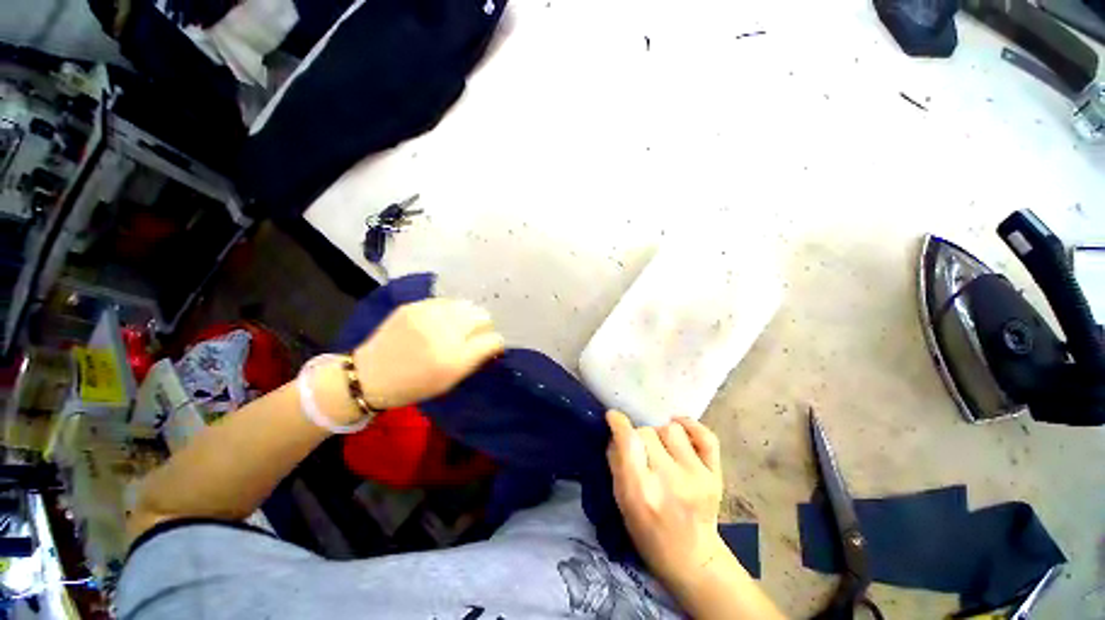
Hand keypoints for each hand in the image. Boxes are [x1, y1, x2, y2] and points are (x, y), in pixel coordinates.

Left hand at [353, 299, 504, 408]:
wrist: (370, 375)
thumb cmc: (414, 384)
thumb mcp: (451, 380)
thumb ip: (476, 359)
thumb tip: (494, 342)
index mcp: (454, 358)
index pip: (493, 339)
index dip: (495, 342)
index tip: (490, 346)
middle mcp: (444, 332)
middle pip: (483, 316)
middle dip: (483, 326)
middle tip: (474, 335)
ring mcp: (427, 315)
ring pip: (466, 305)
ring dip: (468, 315)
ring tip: (458, 326)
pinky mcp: (414, 305)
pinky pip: (445, 302)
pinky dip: (450, 310)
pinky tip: (441, 320)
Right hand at [606, 410, 728, 588]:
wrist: (693, 559)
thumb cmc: (649, 533)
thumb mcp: (622, 503)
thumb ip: (616, 465)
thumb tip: (616, 432)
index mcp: (641, 492)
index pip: (629, 441)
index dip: (619, 423)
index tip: (613, 416)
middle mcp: (670, 480)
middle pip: (647, 432)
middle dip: (639, 436)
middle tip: (641, 450)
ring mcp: (697, 476)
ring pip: (671, 429)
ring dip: (660, 434)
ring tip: (661, 448)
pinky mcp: (716, 475)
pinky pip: (705, 435)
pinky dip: (690, 425)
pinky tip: (679, 428)